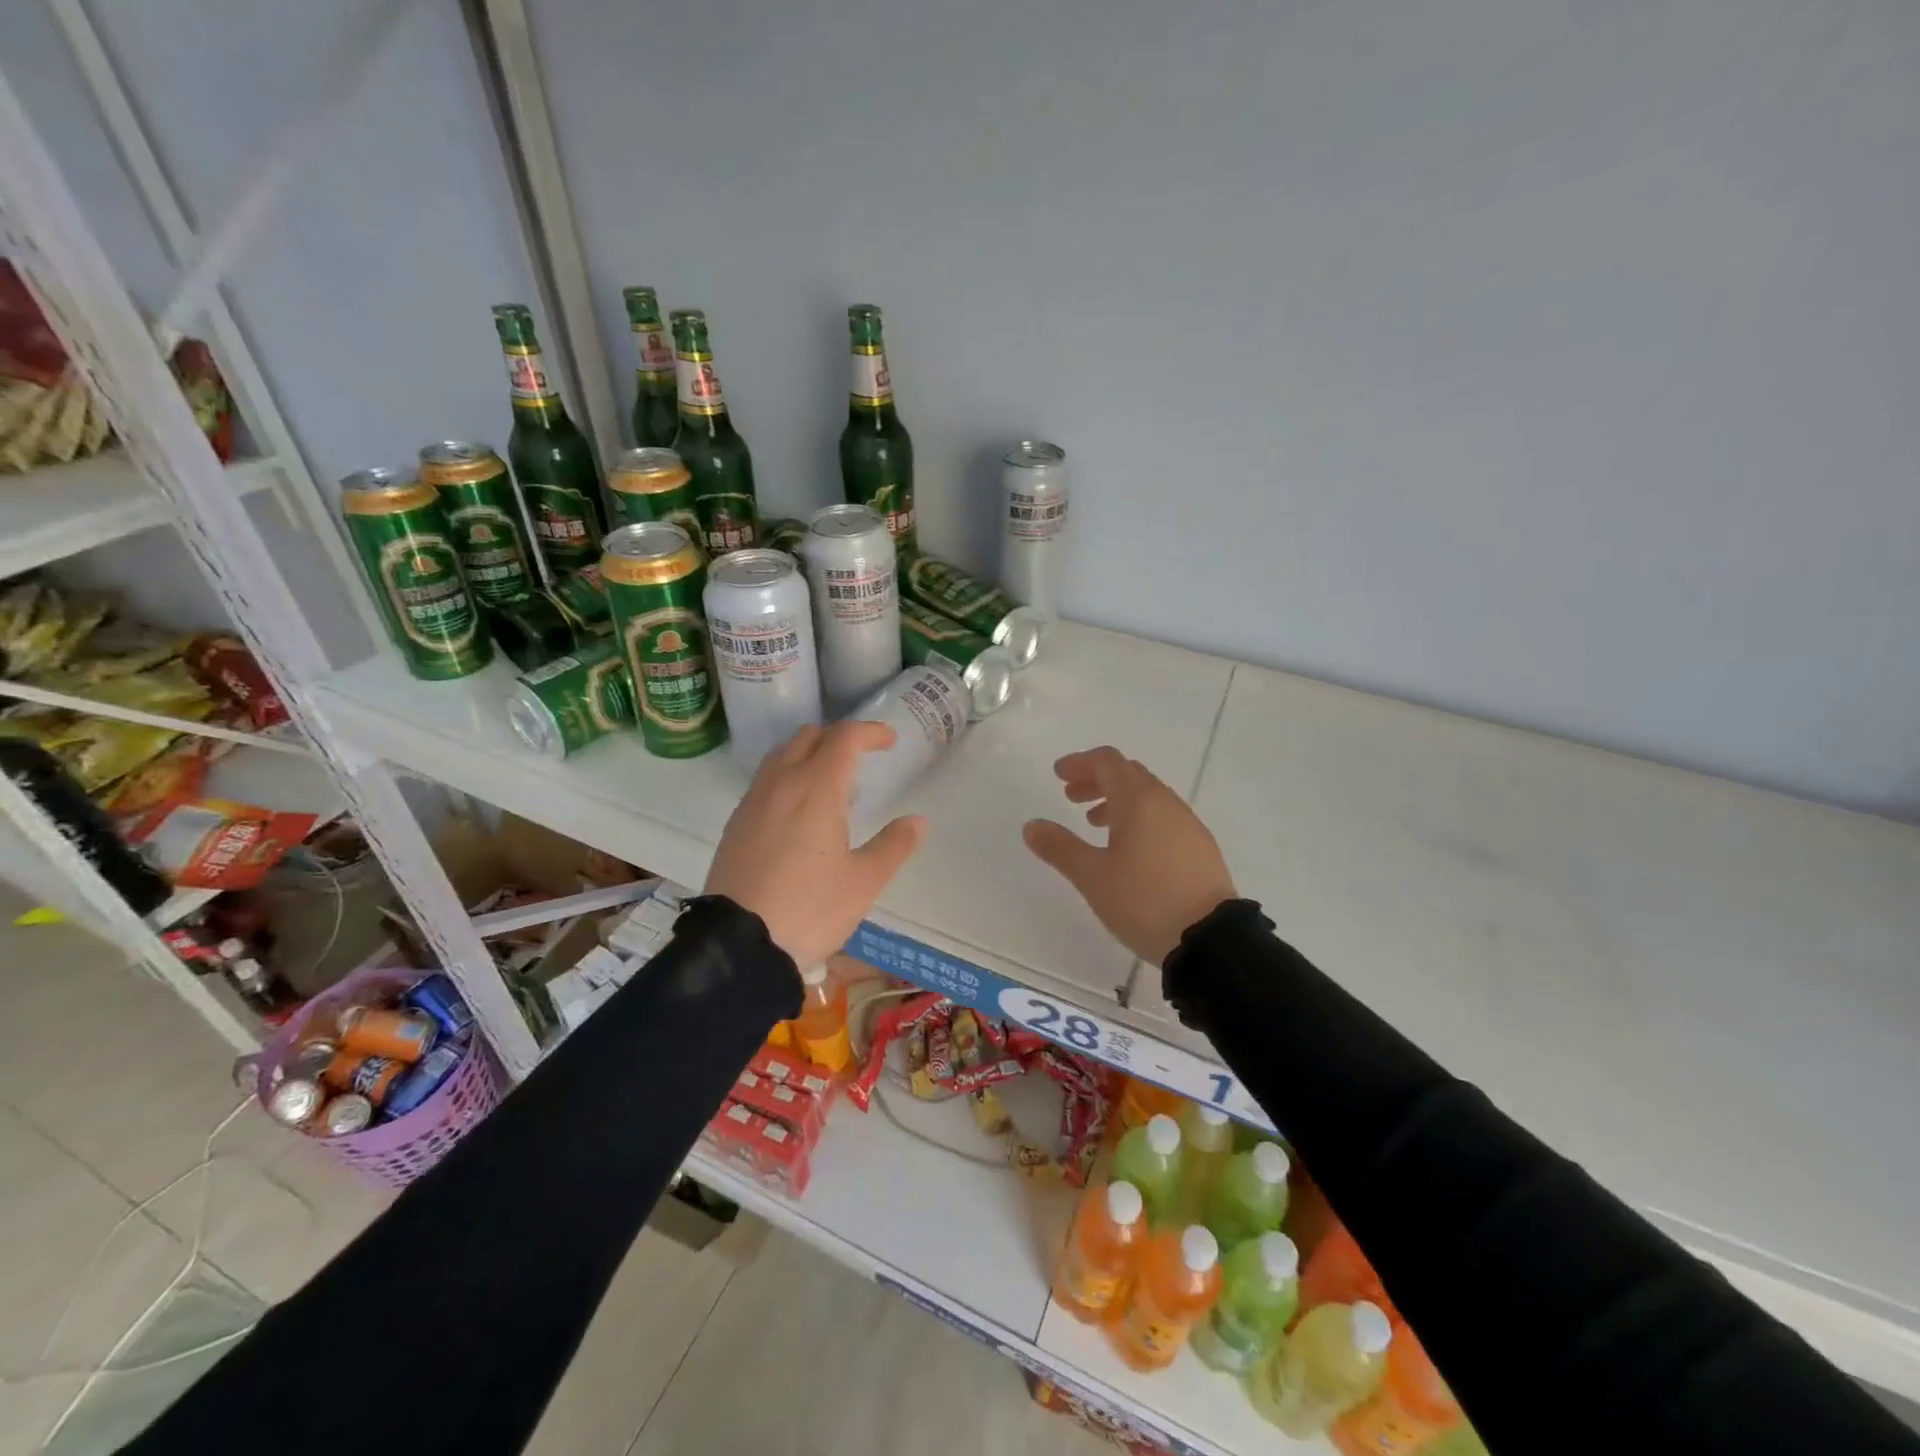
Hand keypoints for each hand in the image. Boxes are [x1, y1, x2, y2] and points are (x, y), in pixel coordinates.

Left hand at [706, 720, 926, 967]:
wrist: (738, 945)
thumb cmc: (810, 909)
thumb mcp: (863, 882)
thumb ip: (894, 846)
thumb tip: (917, 821)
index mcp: (817, 789)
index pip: (845, 738)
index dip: (870, 732)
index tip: (889, 742)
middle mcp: (781, 783)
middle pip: (809, 736)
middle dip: (839, 738)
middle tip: (861, 759)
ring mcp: (753, 801)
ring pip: (782, 755)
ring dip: (809, 754)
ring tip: (830, 784)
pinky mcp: (736, 823)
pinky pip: (765, 780)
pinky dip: (787, 777)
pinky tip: (798, 812)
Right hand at [1024, 746, 1236, 966]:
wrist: (1211, 939)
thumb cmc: (1145, 900)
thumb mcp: (1093, 876)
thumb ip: (1060, 847)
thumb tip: (1031, 826)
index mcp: (1138, 800)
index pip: (1107, 761)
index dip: (1080, 763)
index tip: (1058, 776)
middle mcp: (1166, 802)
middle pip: (1128, 773)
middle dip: (1096, 780)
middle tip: (1071, 798)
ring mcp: (1188, 824)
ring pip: (1147, 796)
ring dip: (1117, 800)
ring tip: (1095, 825)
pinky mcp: (1200, 847)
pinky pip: (1163, 816)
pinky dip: (1139, 818)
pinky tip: (1129, 850)